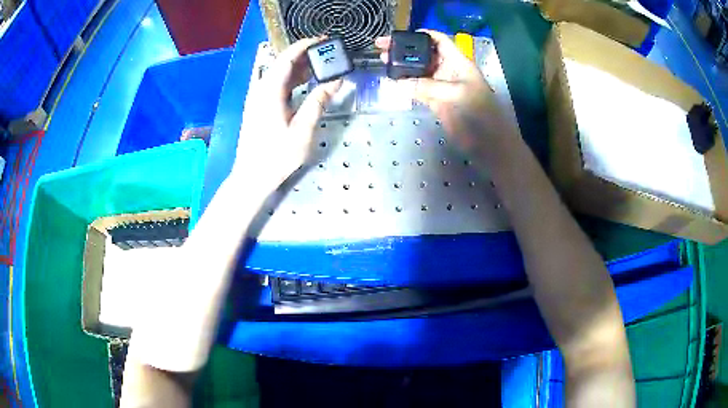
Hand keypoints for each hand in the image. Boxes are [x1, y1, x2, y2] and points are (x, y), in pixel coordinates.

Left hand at [234, 38, 342, 190]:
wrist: (251, 176)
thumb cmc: (276, 156)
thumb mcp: (302, 130)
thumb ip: (318, 102)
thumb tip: (336, 81)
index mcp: (270, 92)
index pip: (286, 59)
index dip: (304, 46)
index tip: (323, 41)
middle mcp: (261, 90)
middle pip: (282, 64)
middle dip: (304, 55)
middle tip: (327, 54)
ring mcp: (258, 98)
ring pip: (279, 75)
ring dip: (299, 68)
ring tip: (321, 66)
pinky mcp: (259, 107)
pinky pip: (276, 86)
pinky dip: (292, 80)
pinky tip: (306, 83)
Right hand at [375, 30, 512, 155]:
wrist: (488, 144)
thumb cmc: (479, 114)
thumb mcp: (456, 94)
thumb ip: (427, 86)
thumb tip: (399, 82)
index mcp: (458, 62)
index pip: (439, 41)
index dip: (422, 34)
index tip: (401, 35)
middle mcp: (448, 70)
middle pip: (424, 54)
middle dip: (405, 50)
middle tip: (382, 48)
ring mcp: (441, 86)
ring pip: (419, 71)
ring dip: (402, 67)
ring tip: (383, 62)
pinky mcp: (436, 101)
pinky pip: (417, 88)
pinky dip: (405, 85)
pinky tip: (392, 81)